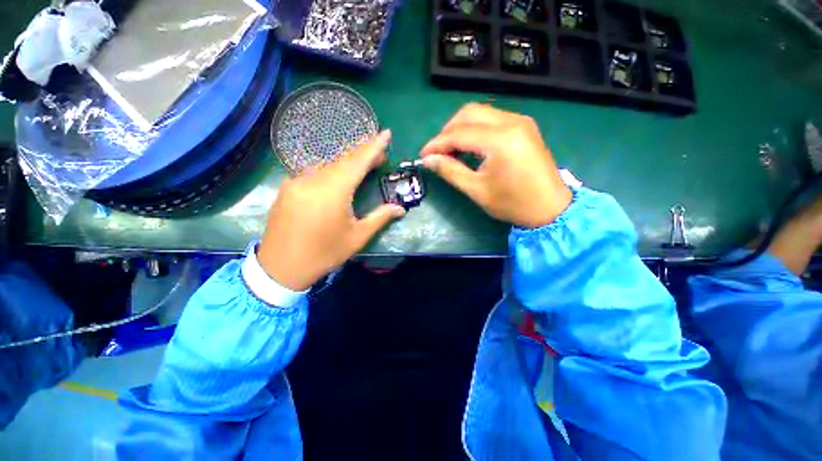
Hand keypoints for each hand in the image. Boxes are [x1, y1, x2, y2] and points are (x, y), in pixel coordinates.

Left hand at [258, 131, 405, 290]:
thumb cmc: (324, 253)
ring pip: (327, 165)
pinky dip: (331, 171)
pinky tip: (338, 179)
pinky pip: (313, 172)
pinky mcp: (287, 187)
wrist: (281, 267)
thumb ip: (380, 218)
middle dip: (363, 154)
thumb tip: (400, 209)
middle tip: (380, 157)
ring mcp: (296, 181)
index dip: (373, 146)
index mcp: (333, 191)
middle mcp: (312, 179)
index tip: (385, 133)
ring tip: (362, 168)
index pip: (357, 161)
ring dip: (347, 163)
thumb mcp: (357, 237)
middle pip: (342, 159)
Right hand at [420, 103, 572, 227]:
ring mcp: (520, 121)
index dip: (437, 143)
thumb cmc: (512, 203)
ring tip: (451, 150)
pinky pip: (492, 119)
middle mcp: (512, 122)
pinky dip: (475, 129)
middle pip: (468, 113)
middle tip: (437, 152)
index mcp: (500, 140)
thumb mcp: (477, 190)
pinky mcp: (524, 126)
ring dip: (460, 128)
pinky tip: (469, 147)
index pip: (459, 133)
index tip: (423, 156)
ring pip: (480, 113)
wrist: (550, 208)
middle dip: (447, 131)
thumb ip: (450, 171)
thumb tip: (428, 160)